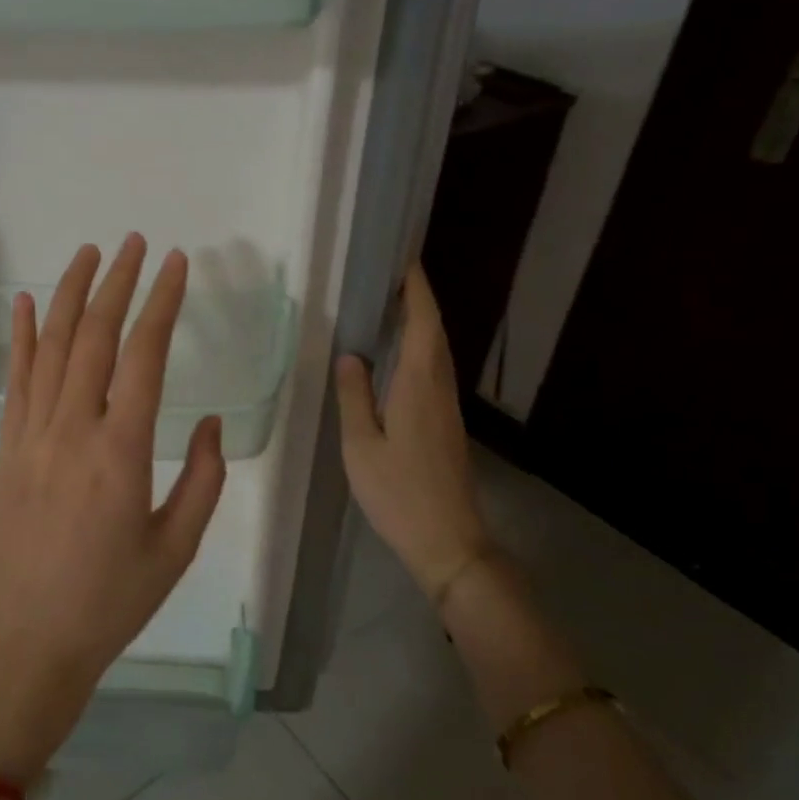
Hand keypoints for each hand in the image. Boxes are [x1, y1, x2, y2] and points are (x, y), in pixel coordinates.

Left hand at [0, 235, 226, 780]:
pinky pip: (14, 381)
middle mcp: (73, 429)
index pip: (144, 355)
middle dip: (116, 282)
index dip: (162, 303)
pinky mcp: (8, 450)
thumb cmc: (112, 601)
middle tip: (135, 243)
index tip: (177, 264)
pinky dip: (18, 337)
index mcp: (122, 451)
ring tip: (87, 253)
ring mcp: (32, 436)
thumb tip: (206, 420)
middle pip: (93, 337)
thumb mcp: (176, 546)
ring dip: (69, 295)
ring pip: (50, 348)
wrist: (29, 643)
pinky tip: (22, 304)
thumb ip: (201, 477)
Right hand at [335, 263, 492, 600]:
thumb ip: (354, 396)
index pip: (423, 322)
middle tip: (389, 276)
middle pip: (434, 331)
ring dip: (419, 323)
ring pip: (436, 352)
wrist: (448, 540)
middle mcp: (439, 387)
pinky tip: (398, 357)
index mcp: (419, 384)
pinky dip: (419, 349)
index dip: (416, 288)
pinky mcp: (446, 424)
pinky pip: (433, 371)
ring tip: (390, 306)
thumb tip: (350, 355)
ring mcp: (447, 407)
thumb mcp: (362, 445)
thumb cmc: (399, 492)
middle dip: (417, 299)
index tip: (404, 259)